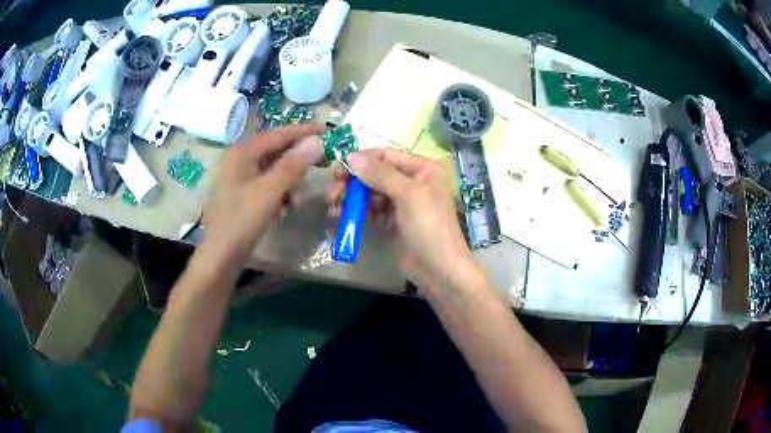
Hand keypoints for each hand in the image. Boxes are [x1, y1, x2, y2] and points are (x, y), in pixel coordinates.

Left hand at [202, 123, 324, 265]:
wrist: (220, 255)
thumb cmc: (242, 220)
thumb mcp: (270, 191)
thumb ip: (293, 165)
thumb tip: (316, 142)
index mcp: (242, 153)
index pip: (278, 134)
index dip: (303, 131)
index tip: (326, 129)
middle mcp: (238, 160)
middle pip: (275, 151)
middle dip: (297, 161)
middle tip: (320, 164)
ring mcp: (238, 178)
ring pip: (272, 169)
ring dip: (288, 181)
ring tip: (295, 200)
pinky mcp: (241, 194)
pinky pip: (266, 184)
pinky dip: (278, 192)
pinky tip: (282, 208)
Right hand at [328, 148, 477, 289]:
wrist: (439, 270)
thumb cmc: (429, 227)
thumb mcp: (408, 195)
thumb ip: (380, 173)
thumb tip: (351, 156)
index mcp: (422, 168)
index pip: (386, 155)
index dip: (361, 160)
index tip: (337, 170)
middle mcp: (412, 180)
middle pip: (375, 173)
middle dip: (352, 182)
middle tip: (332, 194)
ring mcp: (402, 201)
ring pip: (370, 192)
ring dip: (351, 198)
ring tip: (334, 208)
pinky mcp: (393, 220)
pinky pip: (371, 209)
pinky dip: (357, 211)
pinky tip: (342, 216)